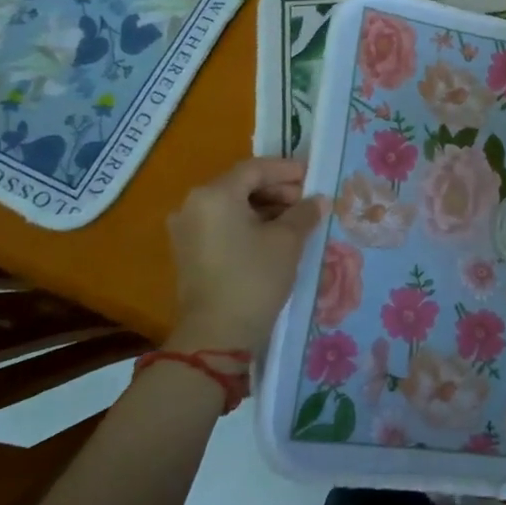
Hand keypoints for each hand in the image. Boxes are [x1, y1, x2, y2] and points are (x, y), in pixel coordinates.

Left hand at [164, 158, 324, 353]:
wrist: (216, 336)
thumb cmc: (254, 278)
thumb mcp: (287, 241)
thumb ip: (304, 213)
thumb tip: (318, 200)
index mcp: (215, 195)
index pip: (255, 169)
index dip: (287, 170)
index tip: (313, 177)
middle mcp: (193, 205)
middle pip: (241, 185)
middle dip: (277, 190)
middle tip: (308, 201)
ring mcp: (187, 230)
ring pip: (232, 206)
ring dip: (265, 208)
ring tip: (297, 221)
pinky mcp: (189, 252)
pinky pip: (223, 225)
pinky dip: (249, 224)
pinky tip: (275, 237)